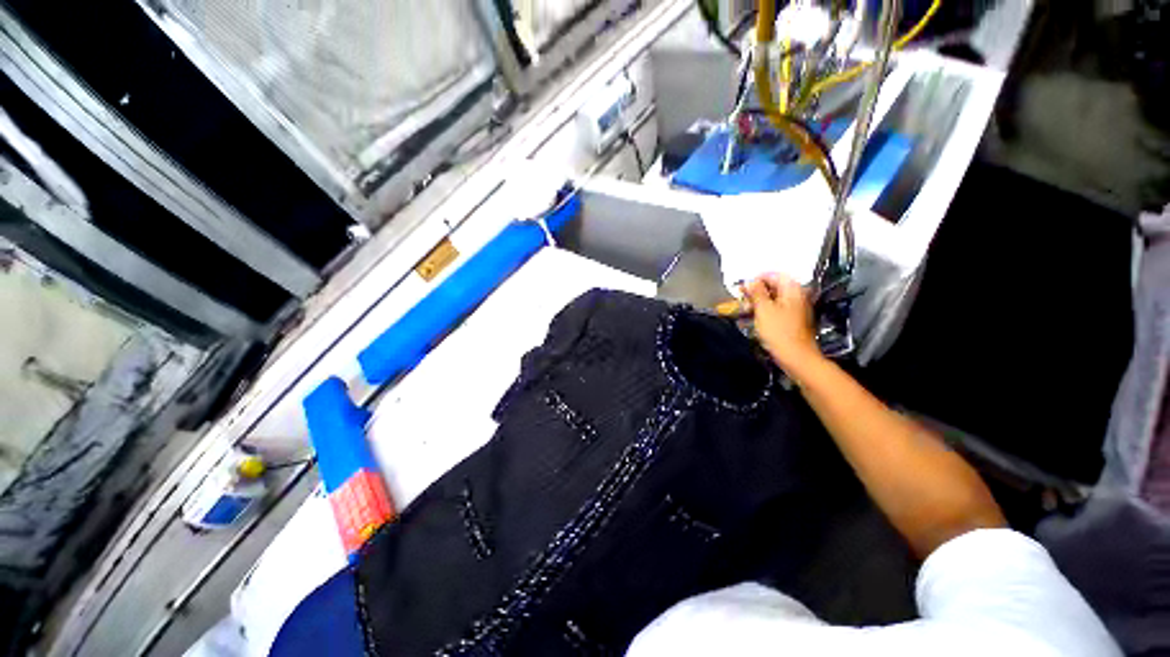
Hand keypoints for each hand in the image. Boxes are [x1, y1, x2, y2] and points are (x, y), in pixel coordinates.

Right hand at [744, 274, 821, 375]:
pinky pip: (777, 309)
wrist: (796, 357)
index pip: (774, 275)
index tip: (742, 288)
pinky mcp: (792, 320)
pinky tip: (754, 318)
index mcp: (792, 289)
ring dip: (758, 302)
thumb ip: (756, 292)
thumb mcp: (763, 309)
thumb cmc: (778, 331)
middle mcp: (797, 296)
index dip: (756, 279)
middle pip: (774, 286)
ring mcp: (796, 308)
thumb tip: (751, 281)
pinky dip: (765, 310)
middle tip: (742, 299)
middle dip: (756, 291)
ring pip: (774, 299)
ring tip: (745, 310)